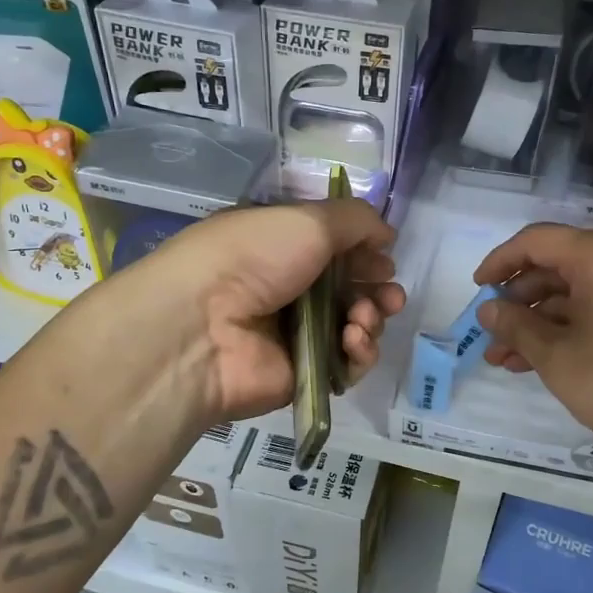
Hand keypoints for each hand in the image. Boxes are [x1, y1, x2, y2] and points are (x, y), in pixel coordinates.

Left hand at [118, 199, 405, 422]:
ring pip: (355, 326)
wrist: (203, 328)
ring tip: (363, 318)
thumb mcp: (308, 220)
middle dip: (378, 290)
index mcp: (282, 247)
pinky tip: (353, 340)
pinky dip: (359, 352)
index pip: (336, 249)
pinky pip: (347, 364)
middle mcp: (288, 288)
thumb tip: (386, 234)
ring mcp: (296, 334)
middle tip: (389, 295)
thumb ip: (356, 220)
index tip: (384, 256)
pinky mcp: (304, 373)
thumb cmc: (253, 258)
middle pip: (351, 290)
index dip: (365, 252)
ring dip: (371, 318)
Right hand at [474, 223, 592, 479]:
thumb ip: (516, 326)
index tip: (476, 290)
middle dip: (519, 301)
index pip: (537, 240)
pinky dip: (570, 328)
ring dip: (540, 322)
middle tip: (490, 334)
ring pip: (578, 292)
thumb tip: (488, 310)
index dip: (499, 262)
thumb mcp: (558, 357)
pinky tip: (539, 360)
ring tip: (504, 359)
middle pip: (558, 265)